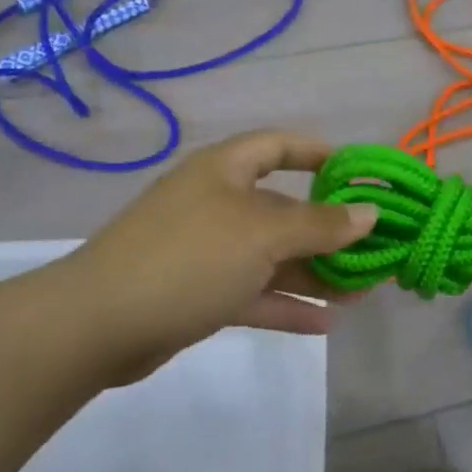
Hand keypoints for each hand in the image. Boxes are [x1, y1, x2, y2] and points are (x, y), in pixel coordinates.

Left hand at [46, 130, 377, 385]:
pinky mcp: (198, 293)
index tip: (357, 173)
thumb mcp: (264, 234)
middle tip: (373, 248)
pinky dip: (286, 304)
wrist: (98, 324)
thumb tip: (369, 213)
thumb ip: (320, 225)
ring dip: (314, 272)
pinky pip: (253, 291)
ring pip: (272, 256)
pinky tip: (325, 322)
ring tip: (362, 291)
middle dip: (328, 230)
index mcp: (225, 170)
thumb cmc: (190, 257)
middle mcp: (217, 203)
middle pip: (283, 209)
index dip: (318, 153)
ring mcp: (206, 251)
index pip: (278, 146)